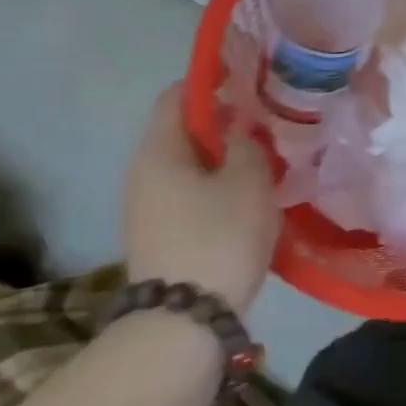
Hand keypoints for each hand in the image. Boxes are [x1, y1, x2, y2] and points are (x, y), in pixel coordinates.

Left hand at [124, 83, 279, 313]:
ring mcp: (145, 209)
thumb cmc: (218, 238)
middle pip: (181, 131)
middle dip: (222, 123)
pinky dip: (214, 187)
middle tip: (263, 125)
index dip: (209, 81)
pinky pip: (187, 194)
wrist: (182, 325)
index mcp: (159, 151)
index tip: (245, 80)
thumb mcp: (248, 180)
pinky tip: (245, 200)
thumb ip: (246, 142)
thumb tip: (238, 126)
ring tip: (261, 163)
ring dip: (221, 159)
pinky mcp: (157, 236)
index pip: (177, 95)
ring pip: (187, 165)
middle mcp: (142, 174)